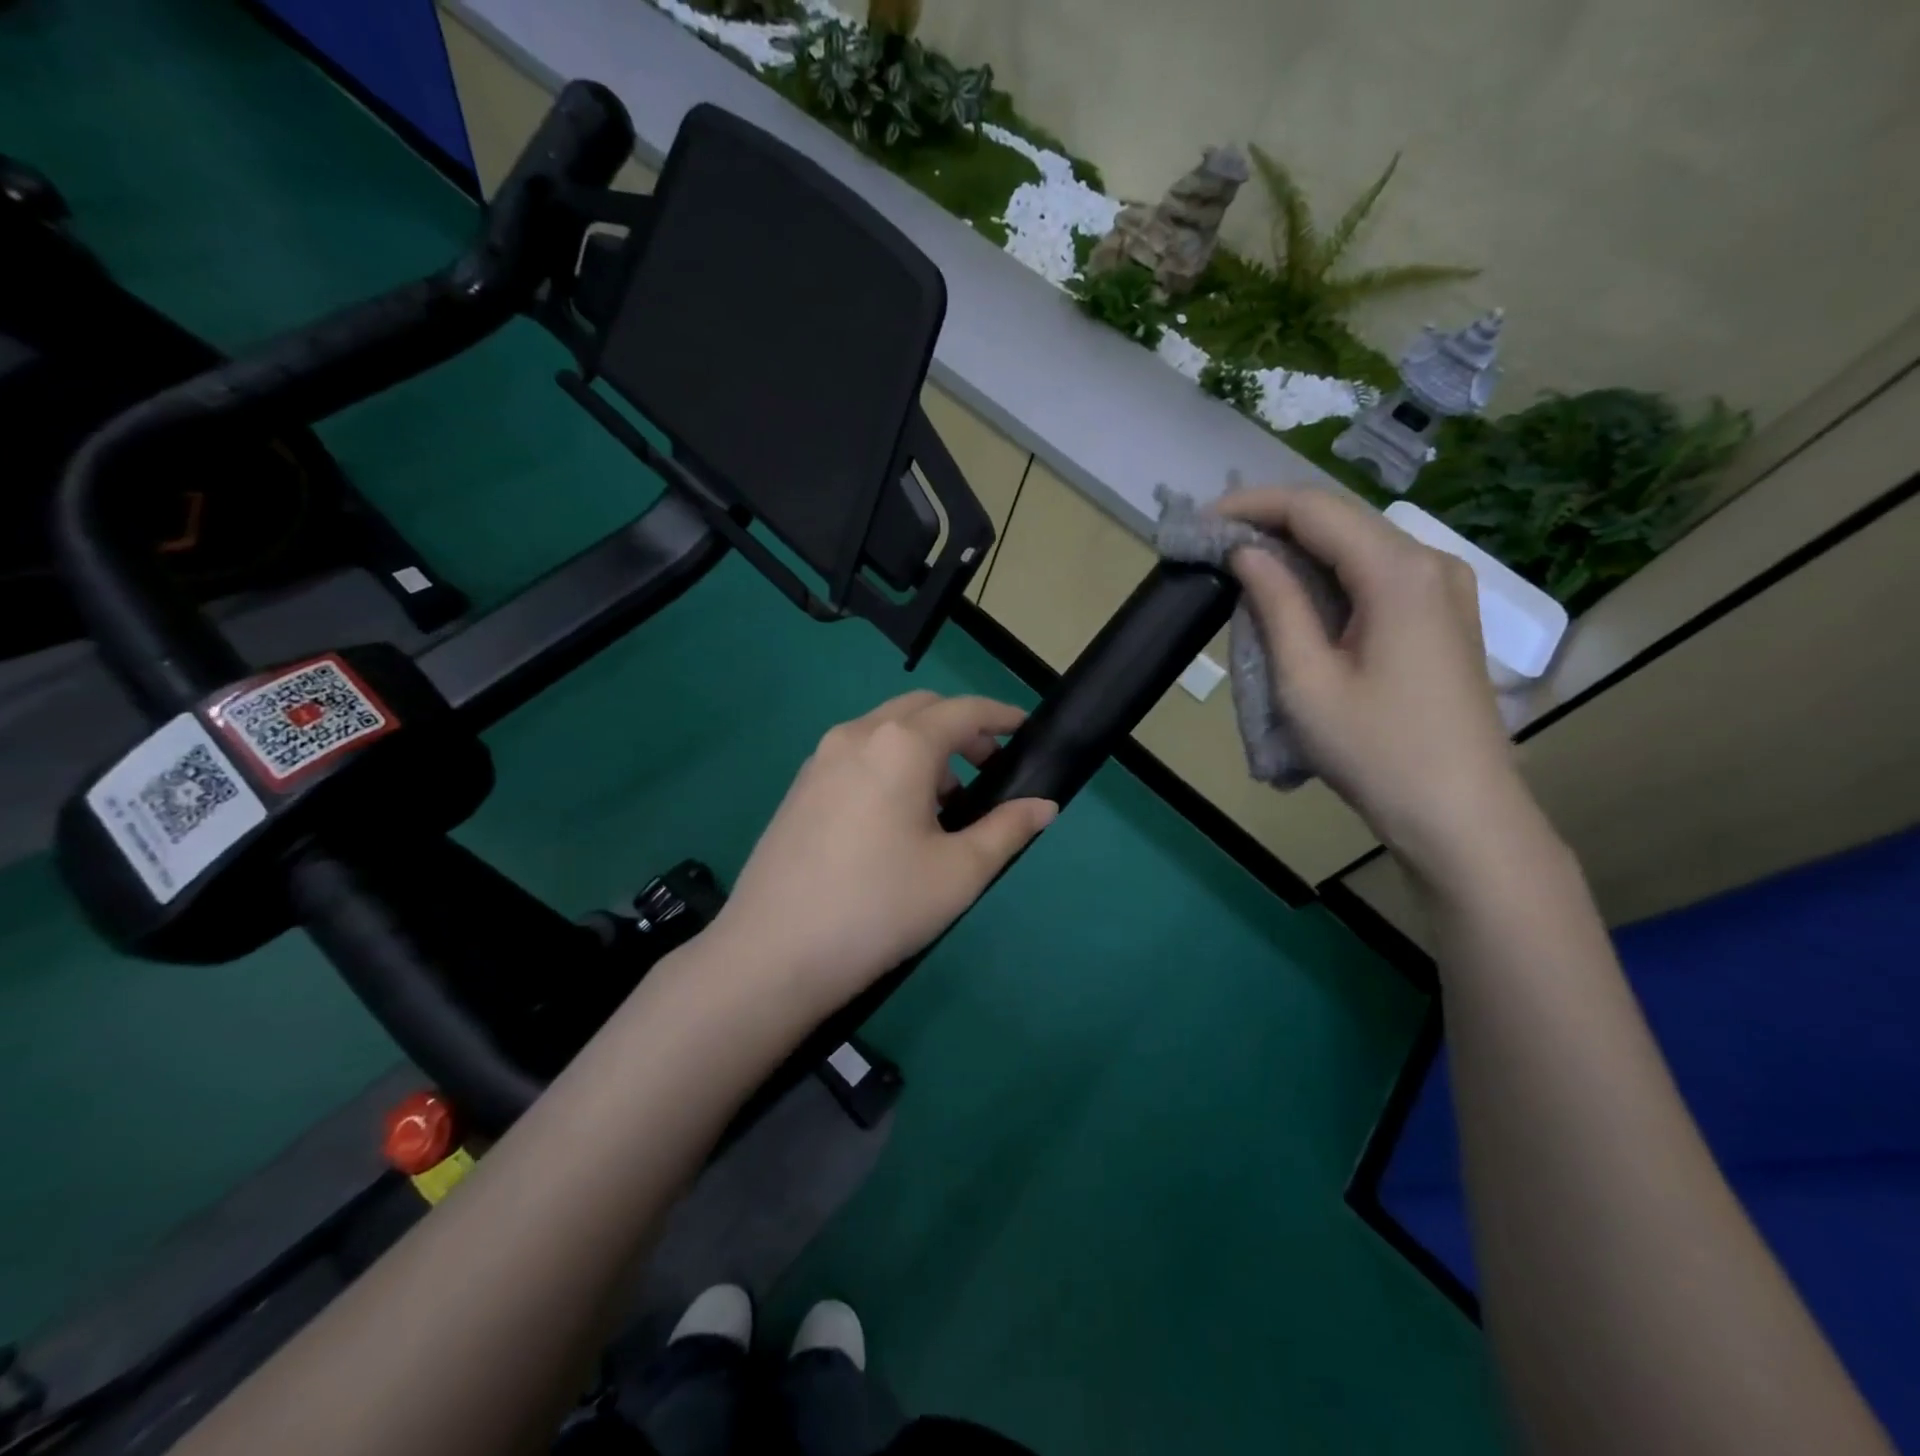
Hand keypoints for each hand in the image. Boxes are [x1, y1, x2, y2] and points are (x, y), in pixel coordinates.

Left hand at [711, 691, 1056, 1014]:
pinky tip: (896, 818)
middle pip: (920, 709)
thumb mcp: (959, 873)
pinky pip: (857, 754)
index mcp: (899, 745)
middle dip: (961, 728)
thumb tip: (1044, 806)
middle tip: (989, 768)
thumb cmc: (880, 908)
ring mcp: (820, 759)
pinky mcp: (799, 787)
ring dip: (924, 746)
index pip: (963, 710)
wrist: (773, 954)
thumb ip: (1008, 829)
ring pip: (885, 730)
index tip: (1025, 730)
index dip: (1001, 715)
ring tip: (945, 803)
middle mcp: (856, 736)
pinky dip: (890, 763)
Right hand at [1216, 487, 1539, 881]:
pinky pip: (1376, 573)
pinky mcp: (1443, 614)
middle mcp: (1430, 563)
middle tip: (1214, 541)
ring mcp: (1444, 588)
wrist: (1459, 813)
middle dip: (1273, 521)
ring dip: (1299, 547)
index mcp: (1398, 572)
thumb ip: (1276, 604)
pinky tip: (1295, 592)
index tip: (1200, 521)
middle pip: (1341, 518)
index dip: (1252, 506)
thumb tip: (1246, 553)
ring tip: (1242, 563)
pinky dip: (1328, 573)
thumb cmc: (1375, 751)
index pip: (1315, 509)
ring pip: (1359, 544)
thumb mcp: (1307, 680)